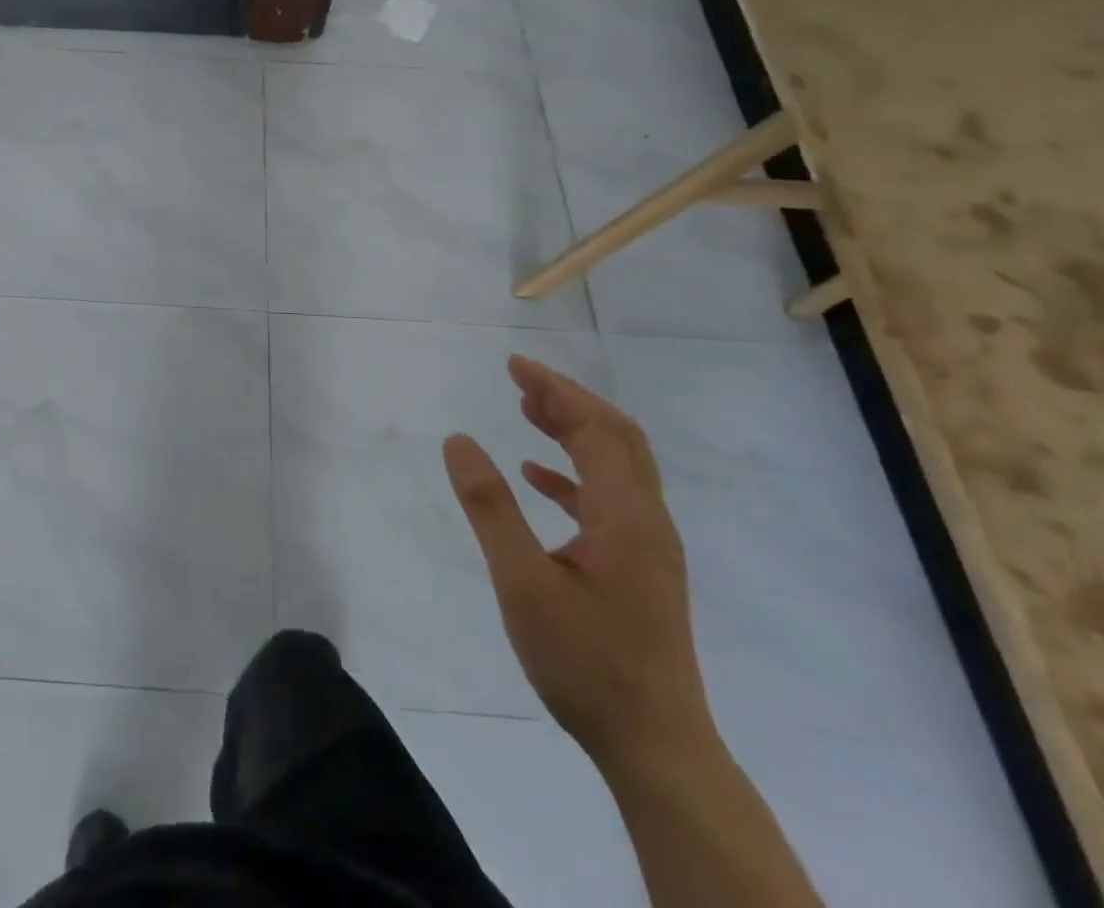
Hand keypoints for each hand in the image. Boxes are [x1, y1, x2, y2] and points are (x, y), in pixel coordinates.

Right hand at [444, 357, 714, 772]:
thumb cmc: (585, 662)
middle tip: (520, 380)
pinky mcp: (640, 569)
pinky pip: (609, 500)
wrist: (655, 747)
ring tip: (528, 412)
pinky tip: (538, 478)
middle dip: (570, 401)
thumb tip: (458, 440)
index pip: (598, 428)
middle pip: (617, 438)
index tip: (514, 366)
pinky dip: (574, 474)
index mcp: (626, 515)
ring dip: (575, 431)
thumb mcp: (523, 582)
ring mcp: (648, 546)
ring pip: (616, 466)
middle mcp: (647, 521)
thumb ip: (490, 507)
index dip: (557, 391)